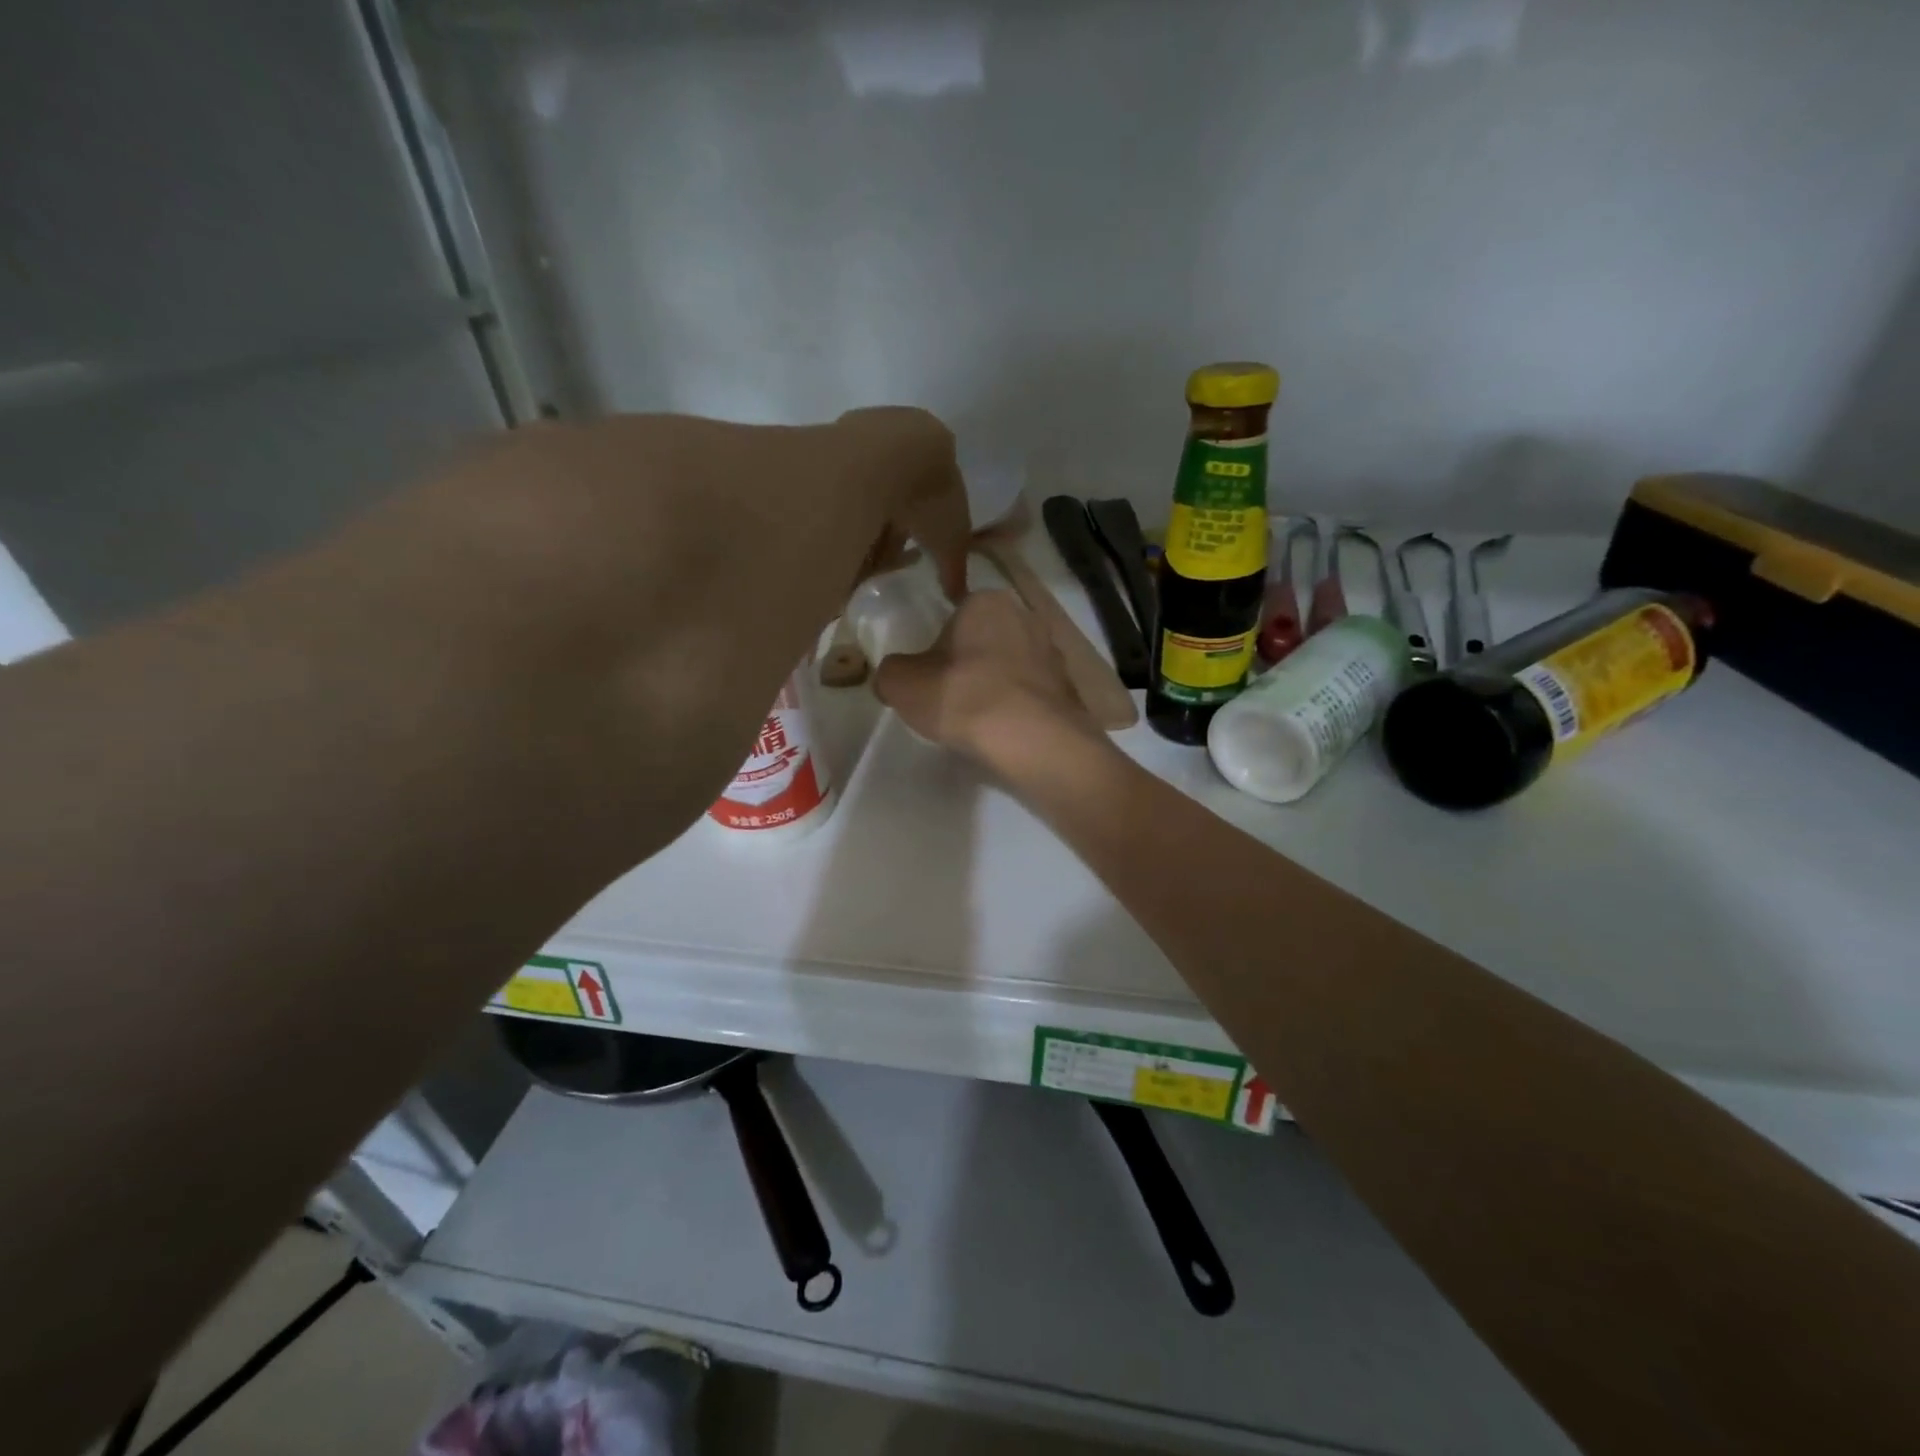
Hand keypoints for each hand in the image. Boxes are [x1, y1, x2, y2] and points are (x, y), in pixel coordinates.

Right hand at [874, 590, 1096, 764]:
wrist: (1032, 740)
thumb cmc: (963, 697)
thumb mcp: (902, 684)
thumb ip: (890, 673)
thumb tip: (892, 679)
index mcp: (987, 601)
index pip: (956, 615)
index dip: (940, 647)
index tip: (932, 677)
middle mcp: (1026, 616)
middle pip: (987, 640)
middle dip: (972, 664)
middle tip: (953, 699)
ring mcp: (1054, 652)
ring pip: (1014, 667)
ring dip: (999, 686)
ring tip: (981, 721)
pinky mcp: (1069, 688)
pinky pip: (1034, 694)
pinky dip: (1021, 709)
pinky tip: (1007, 733)